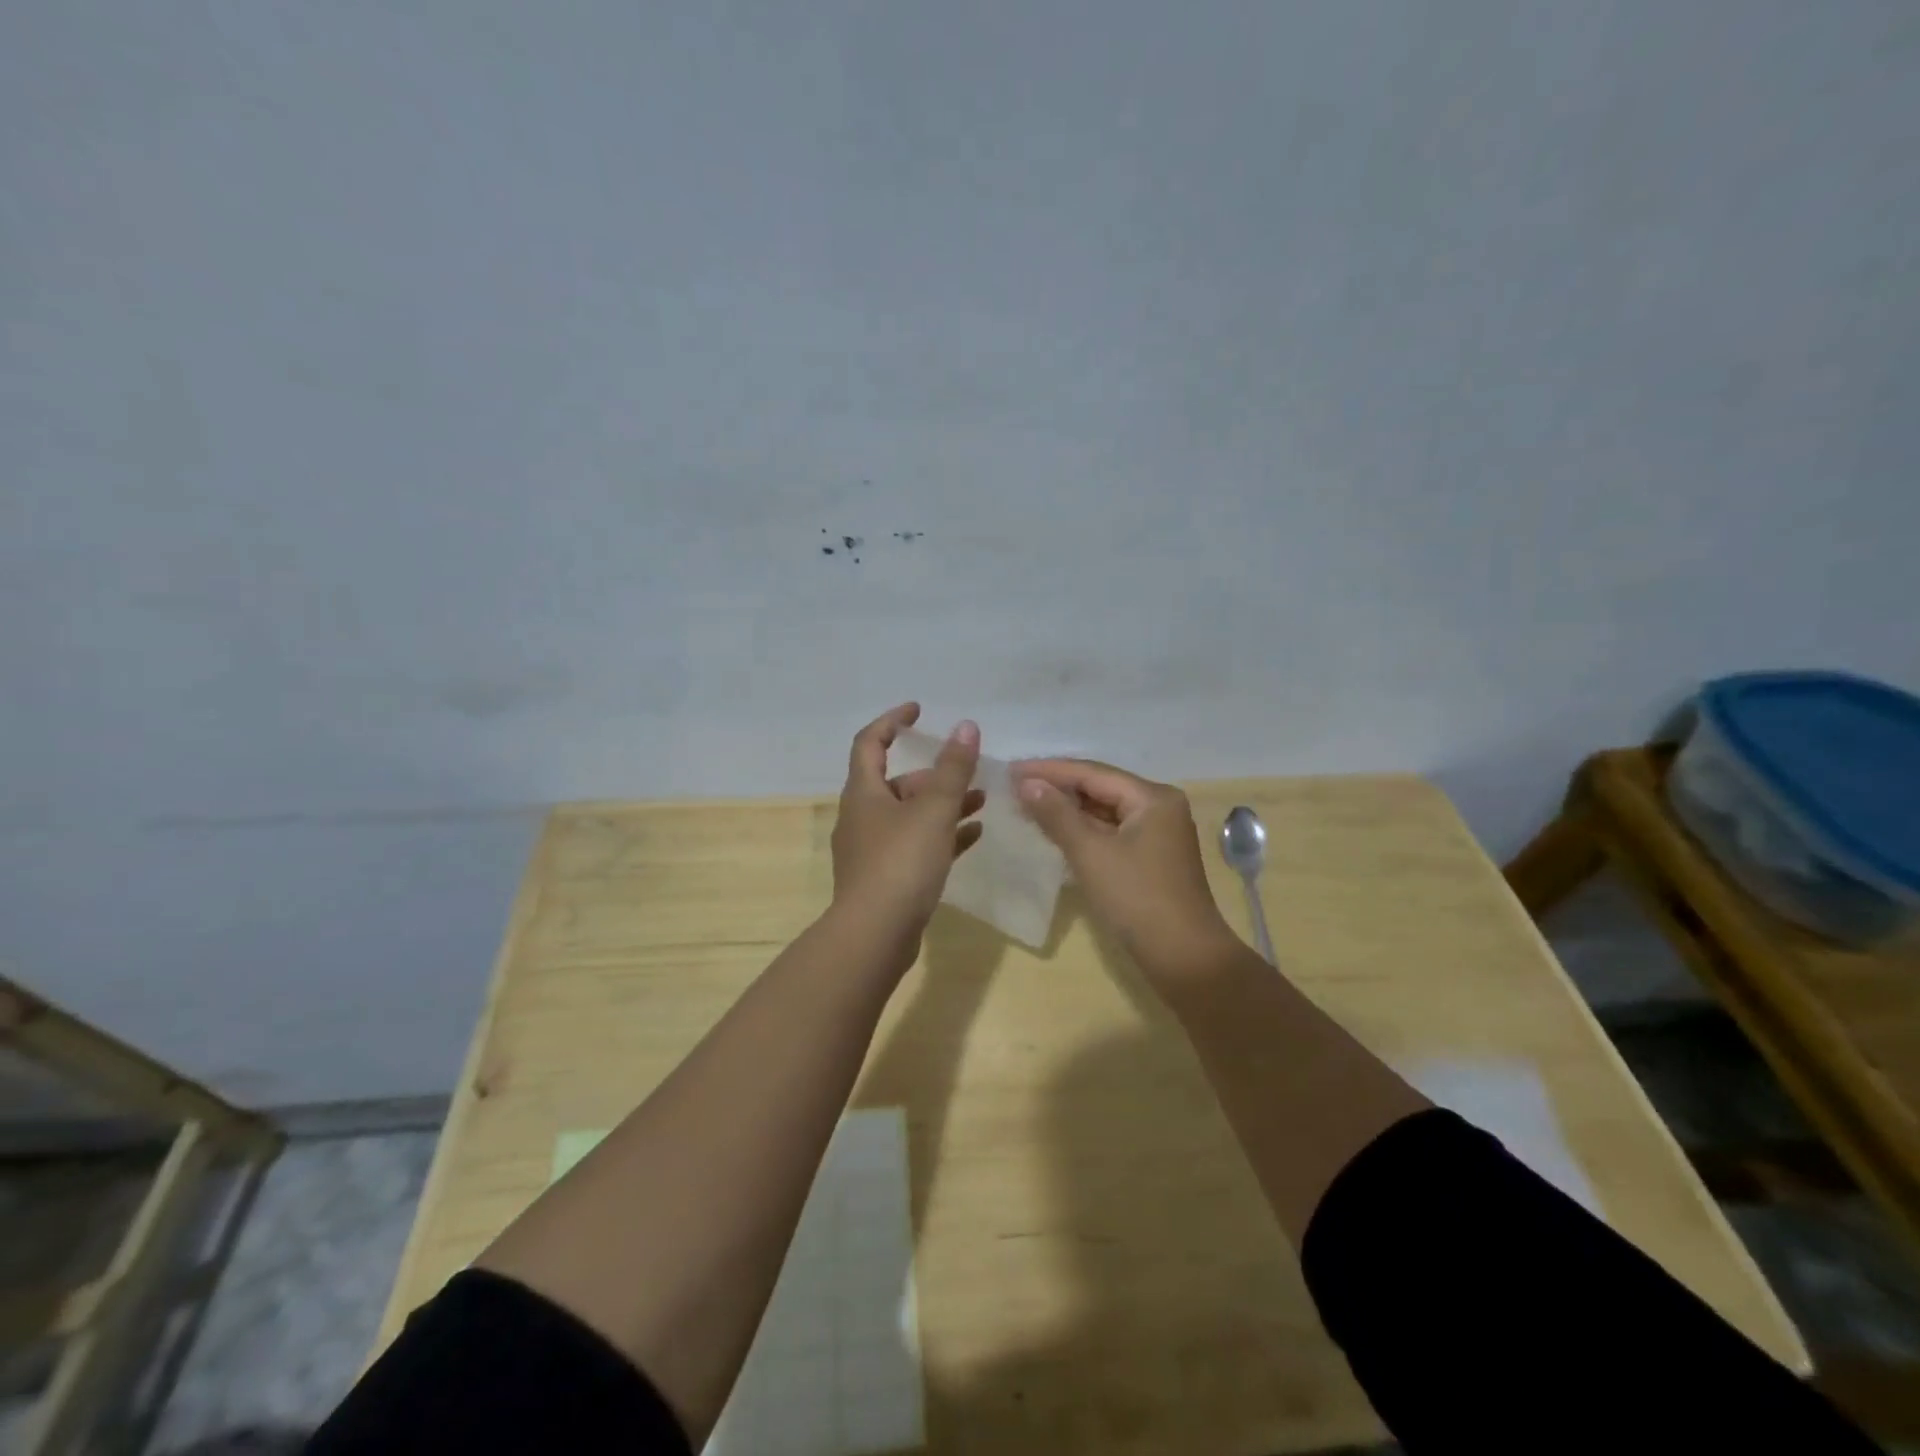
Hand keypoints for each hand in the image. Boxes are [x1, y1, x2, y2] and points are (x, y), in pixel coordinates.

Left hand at [830, 703, 984, 962]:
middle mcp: (862, 816)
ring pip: (910, 816)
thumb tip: (966, 726)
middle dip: (934, 774)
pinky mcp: (885, 878)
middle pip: (897, 783)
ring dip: (943, 805)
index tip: (919, 710)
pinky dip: (942, 836)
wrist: (874, 935)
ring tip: (982, 802)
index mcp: (864, 793)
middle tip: (969, 773)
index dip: (893, 721)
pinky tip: (973, 837)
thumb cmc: (901, 863)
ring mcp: (871, 850)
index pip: (870, 742)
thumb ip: (953, 768)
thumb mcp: (934, 810)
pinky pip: (916, 846)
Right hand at [1013, 759, 1239, 986]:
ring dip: (1068, 809)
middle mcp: (1159, 807)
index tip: (1010, 770)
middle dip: (1057, 787)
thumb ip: (1057, 815)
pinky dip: (1083, 830)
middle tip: (1014, 786)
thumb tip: (1026, 783)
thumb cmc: (1137, 899)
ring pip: (1104, 811)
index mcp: (1152, 797)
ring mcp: (1157, 833)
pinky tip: (1055, 831)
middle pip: (1100, 787)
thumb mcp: (1091, 853)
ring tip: (1027, 805)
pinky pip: (1110, 832)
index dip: (1048, 770)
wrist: (1184, 959)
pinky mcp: (1150, 858)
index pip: (1092, 772)